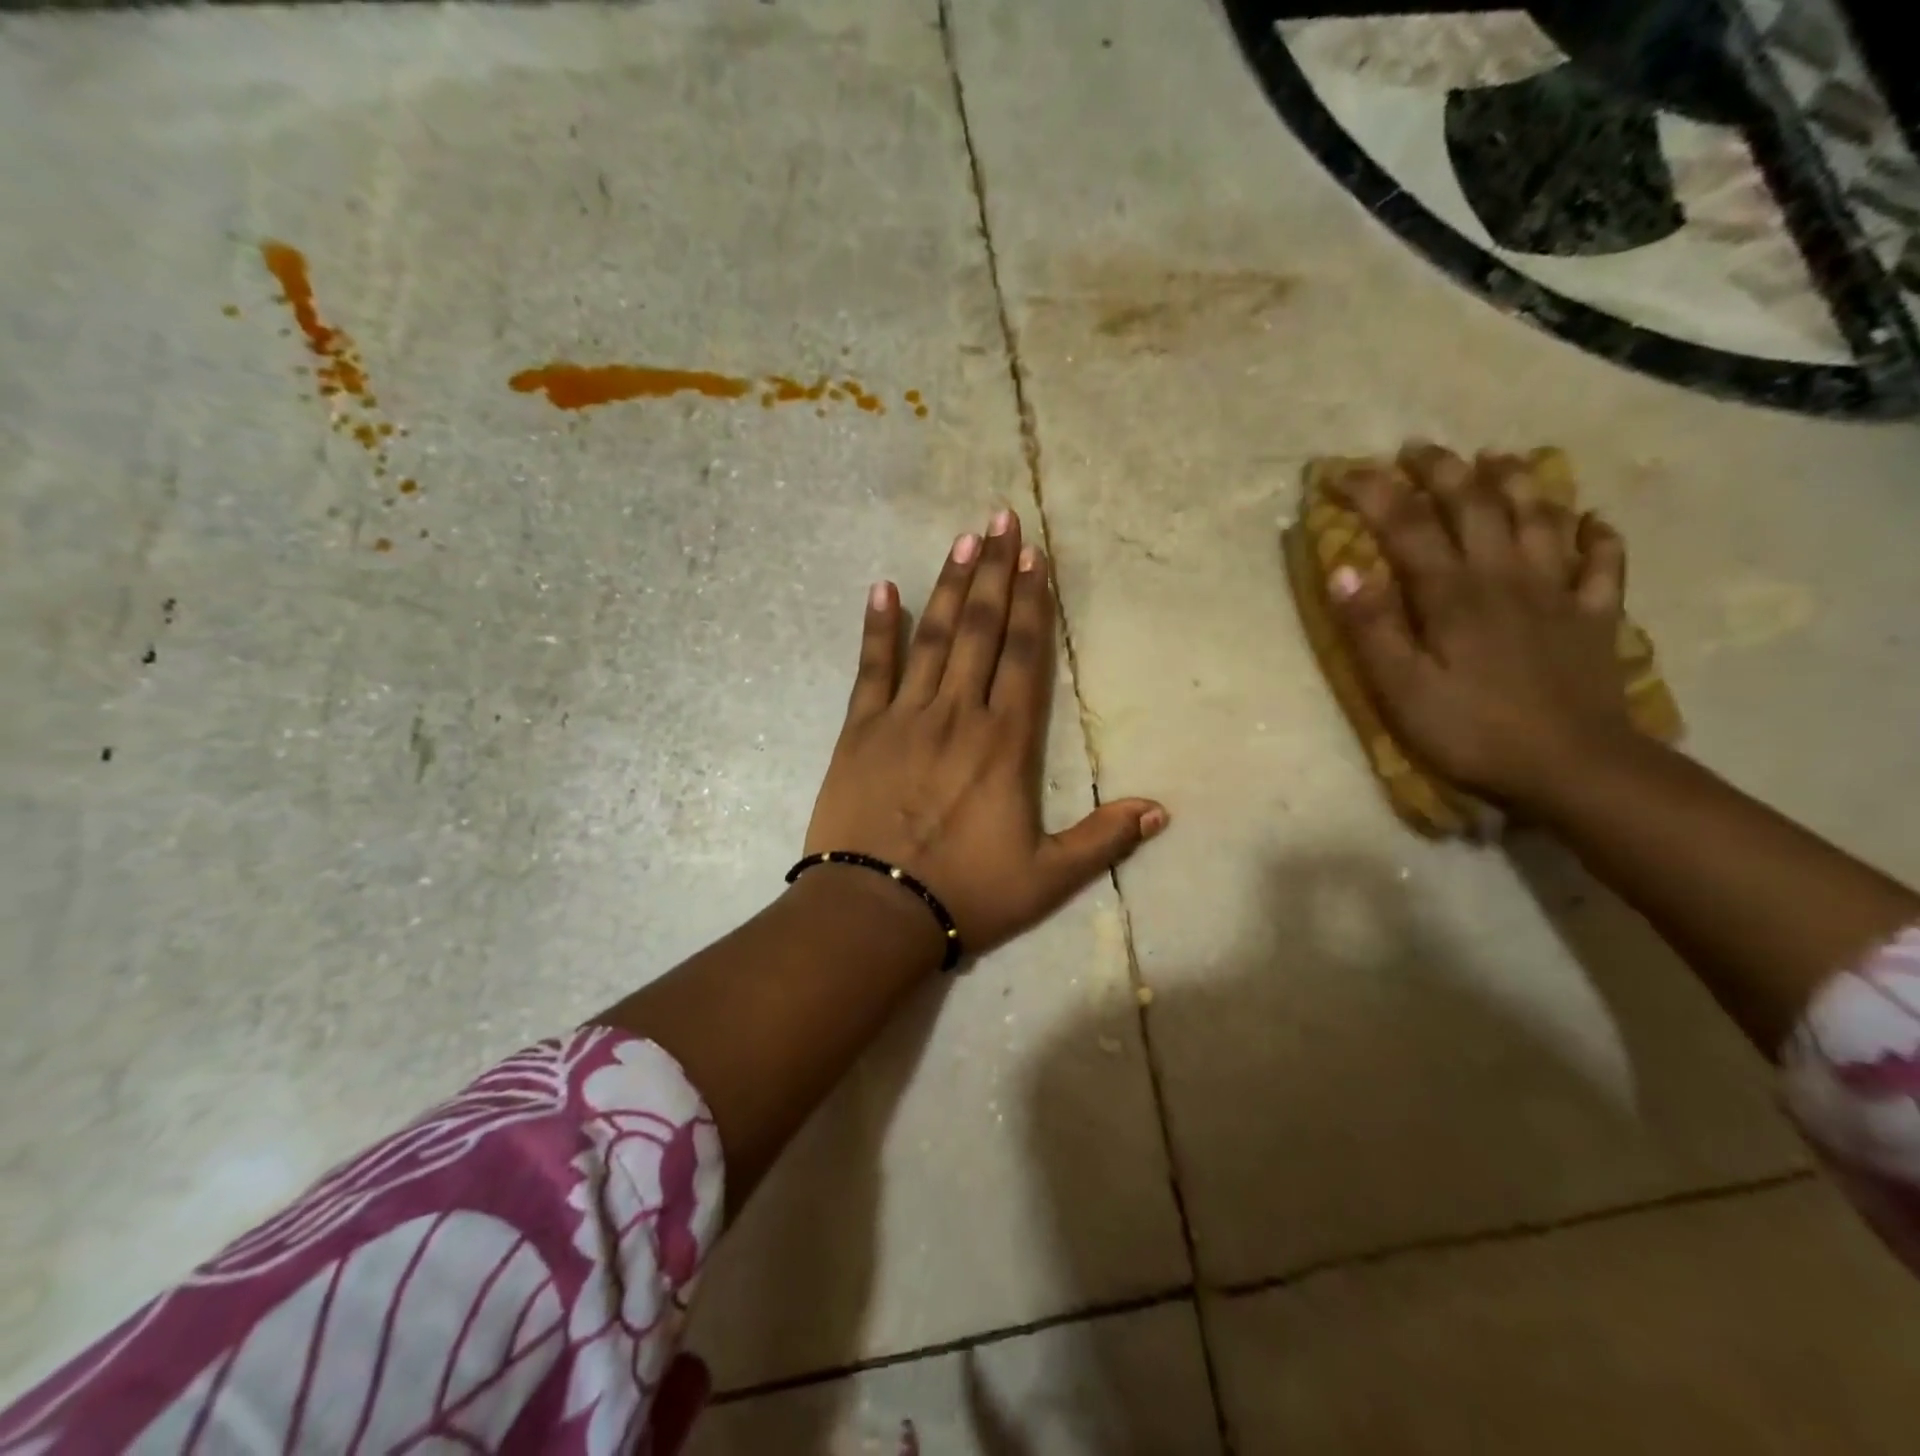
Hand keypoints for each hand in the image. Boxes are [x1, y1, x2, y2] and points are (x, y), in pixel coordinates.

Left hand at [803, 508, 1167, 956]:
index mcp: (1004, 743)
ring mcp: (904, 717)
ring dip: (949, 586)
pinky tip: (883, 589)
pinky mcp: (860, 730)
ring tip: (962, 539)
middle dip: (994, 572)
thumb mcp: (1046, 877)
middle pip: (980, 630)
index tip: (1035, 556)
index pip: (1023, 656)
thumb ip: (1103, 840)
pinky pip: (871, 668)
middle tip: (1000, 518)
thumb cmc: (965, 893)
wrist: (875, 910)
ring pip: (931, 637)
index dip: (1031, 603)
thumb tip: (1160, 810)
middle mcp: (957, 715)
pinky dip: (877, 628)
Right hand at [1328, 443, 1636, 811]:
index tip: (1341, 472)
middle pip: (1475, 503)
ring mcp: (1557, 592)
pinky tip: (1589, 519)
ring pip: (1539, 516)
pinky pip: (1602, 561)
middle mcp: (1505, 575)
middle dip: (1442, 469)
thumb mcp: (1400, 689)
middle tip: (1416, 448)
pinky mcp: (1595, 616)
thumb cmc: (1471, 732)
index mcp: (1452, 593)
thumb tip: (1344, 570)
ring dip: (1516, 480)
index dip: (1372, 492)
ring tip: (1496, 456)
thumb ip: (1371, 628)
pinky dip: (1596, 533)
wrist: (1574, 768)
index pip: (1406, 525)